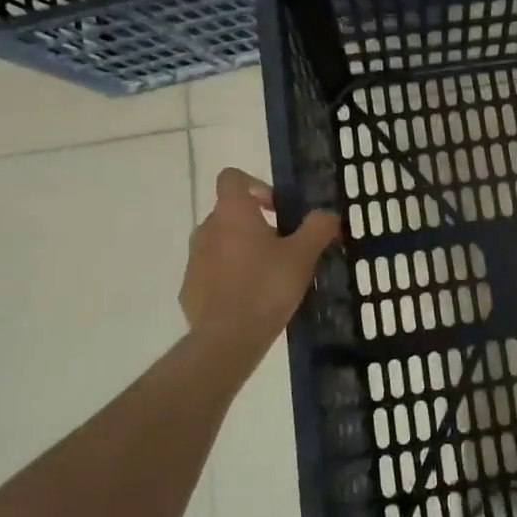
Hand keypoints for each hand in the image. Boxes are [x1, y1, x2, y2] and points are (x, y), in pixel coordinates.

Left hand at [180, 168, 337, 344]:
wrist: (228, 338)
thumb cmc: (268, 286)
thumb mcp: (304, 255)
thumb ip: (318, 227)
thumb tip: (326, 214)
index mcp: (232, 213)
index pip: (232, 178)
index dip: (255, 185)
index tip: (276, 208)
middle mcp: (207, 229)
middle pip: (229, 213)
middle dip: (255, 224)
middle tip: (283, 247)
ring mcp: (194, 260)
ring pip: (220, 243)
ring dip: (242, 250)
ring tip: (268, 275)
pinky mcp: (189, 288)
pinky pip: (212, 272)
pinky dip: (229, 277)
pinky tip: (250, 299)